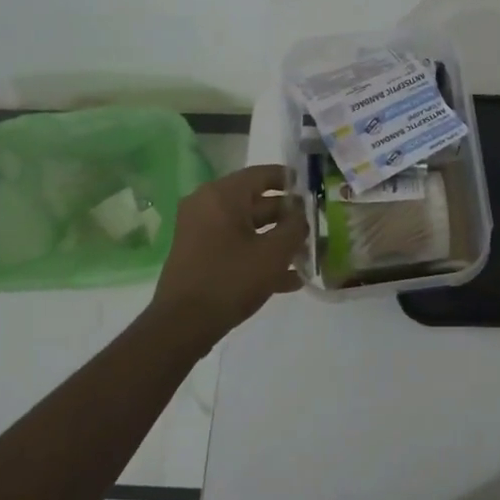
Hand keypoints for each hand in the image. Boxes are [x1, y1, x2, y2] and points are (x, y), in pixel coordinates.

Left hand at [150, 165, 305, 338]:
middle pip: (257, 202)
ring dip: (278, 240)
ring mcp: (201, 232)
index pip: (263, 174)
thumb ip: (295, 227)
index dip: (292, 180)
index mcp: (222, 195)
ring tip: (307, 256)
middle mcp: (207, 206)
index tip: (315, 190)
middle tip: (316, 227)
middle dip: (288, 217)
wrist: (183, 325)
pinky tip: (289, 279)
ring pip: (249, 227)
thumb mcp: (274, 253)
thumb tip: (303, 214)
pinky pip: (236, 246)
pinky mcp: (200, 256)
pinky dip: (259, 256)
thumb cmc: (231, 279)